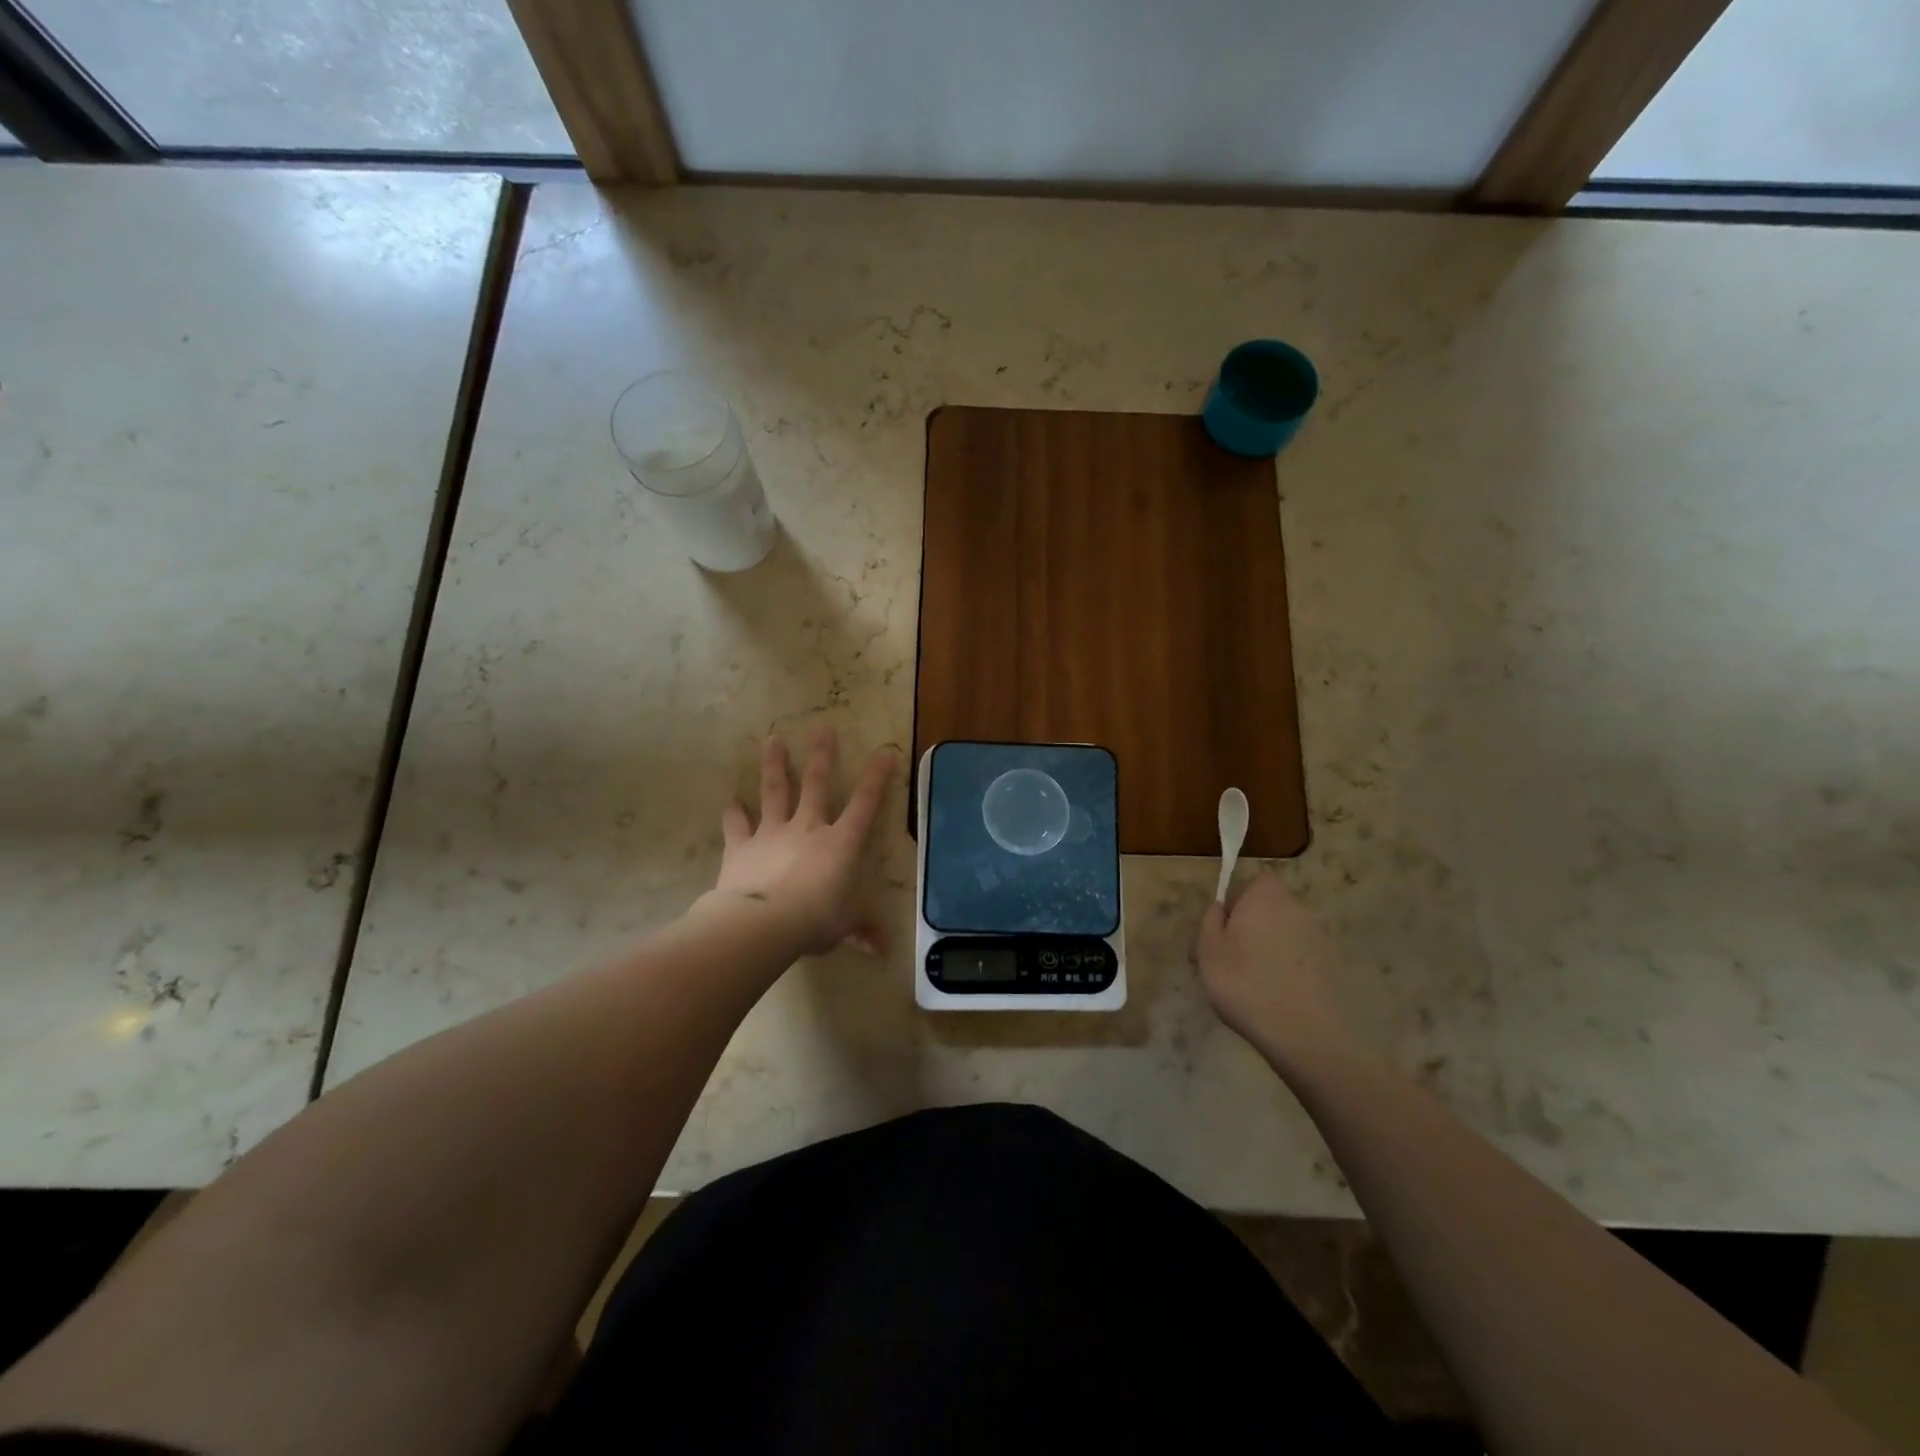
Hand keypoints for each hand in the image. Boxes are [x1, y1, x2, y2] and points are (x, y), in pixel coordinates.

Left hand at [703, 728, 894, 957]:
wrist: (762, 923)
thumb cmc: (815, 920)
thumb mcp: (846, 927)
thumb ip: (863, 930)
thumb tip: (883, 949)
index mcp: (841, 843)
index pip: (866, 804)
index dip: (877, 778)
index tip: (885, 751)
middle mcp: (808, 828)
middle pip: (817, 784)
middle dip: (822, 755)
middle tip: (822, 728)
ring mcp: (772, 833)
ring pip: (775, 791)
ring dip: (775, 765)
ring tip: (772, 739)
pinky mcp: (742, 846)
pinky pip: (736, 825)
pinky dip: (733, 813)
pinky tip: (729, 800)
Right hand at [1195, 872, 1354, 1065]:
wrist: (1304, 1033)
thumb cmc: (1245, 983)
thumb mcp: (1207, 949)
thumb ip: (1210, 919)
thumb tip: (1220, 908)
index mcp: (1265, 896)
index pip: (1250, 882)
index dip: (1234, 902)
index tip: (1222, 931)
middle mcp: (1297, 908)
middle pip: (1268, 908)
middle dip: (1250, 927)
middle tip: (1229, 959)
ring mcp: (1319, 937)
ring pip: (1284, 933)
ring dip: (1269, 949)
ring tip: (1252, 982)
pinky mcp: (1332, 965)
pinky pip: (1300, 957)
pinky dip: (1287, 968)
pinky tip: (1275, 996)